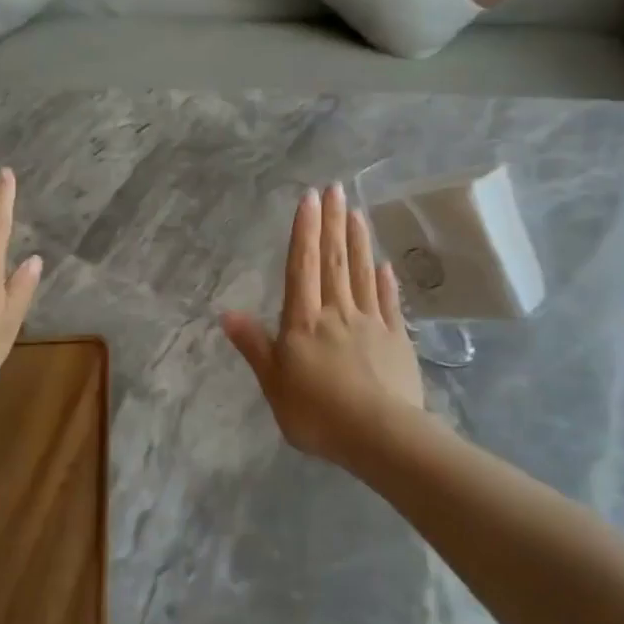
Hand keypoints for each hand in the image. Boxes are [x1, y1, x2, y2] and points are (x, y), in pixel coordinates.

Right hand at [222, 182, 424, 466]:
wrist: (379, 435)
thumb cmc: (317, 413)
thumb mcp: (274, 384)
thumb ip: (254, 346)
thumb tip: (226, 313)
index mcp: (304, 322)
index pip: (302, 267)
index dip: (305, 231)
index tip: (310, 198)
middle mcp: (337, 312)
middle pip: (334, 261)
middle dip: (333, 223)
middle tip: (336, 188)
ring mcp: (371, 323)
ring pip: (363, 274)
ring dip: (359, 242)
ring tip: (357, 213)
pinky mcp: (397, 339)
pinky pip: (389, 303)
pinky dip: (386, 282)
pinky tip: (385, 265)